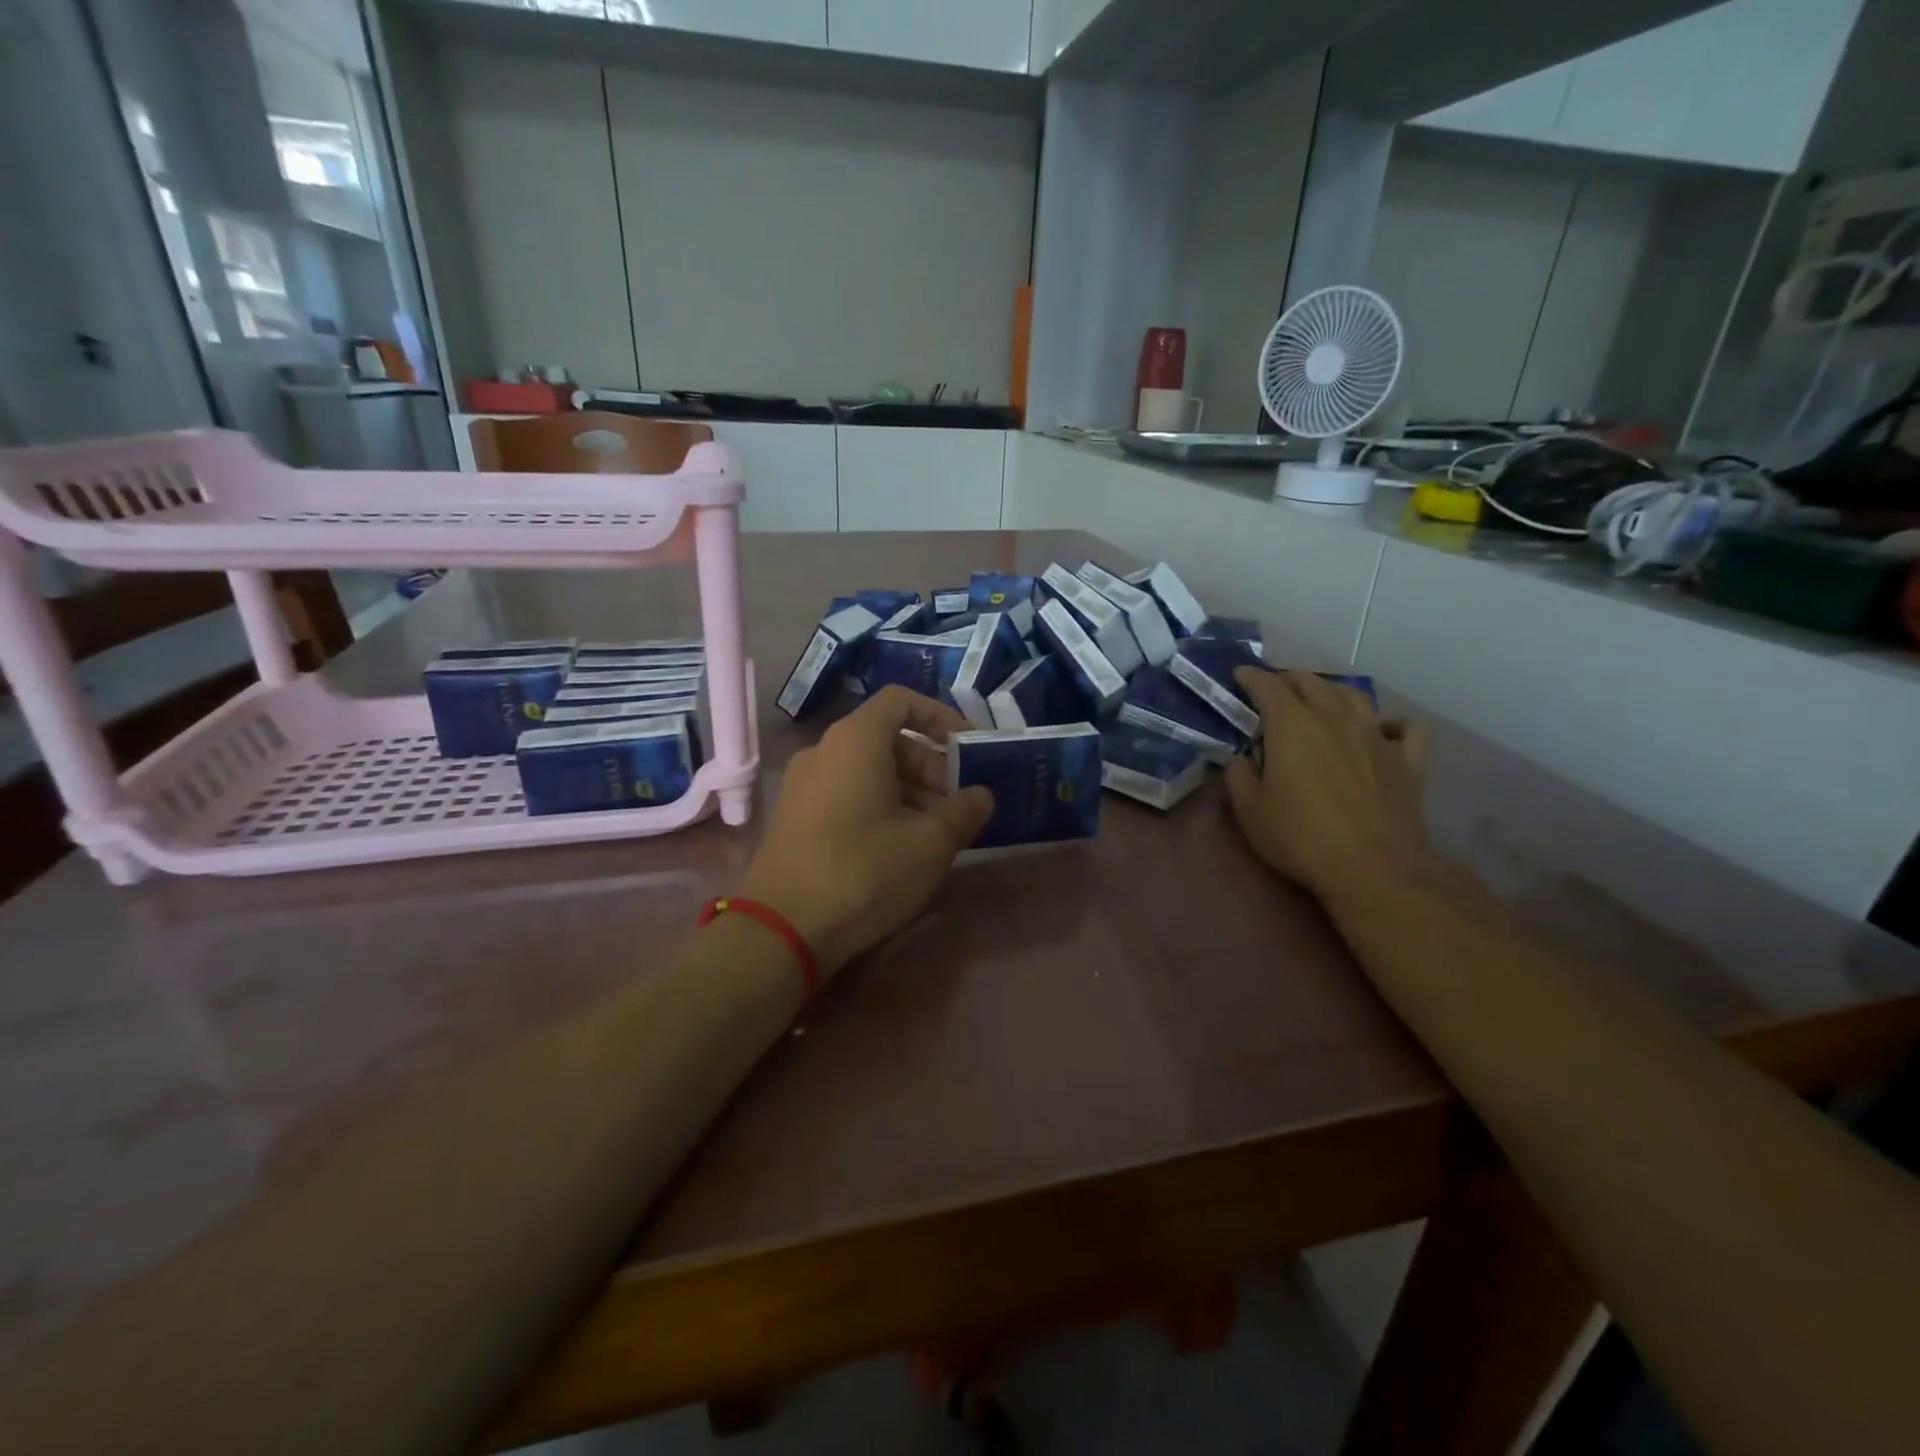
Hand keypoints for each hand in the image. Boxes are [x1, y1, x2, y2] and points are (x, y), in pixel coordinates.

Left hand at [735, 687, 993, 977]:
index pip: (901, 701)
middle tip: (956, 804)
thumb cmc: (864, 872)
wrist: (782, 929)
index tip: (968, 748)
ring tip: (935, 832)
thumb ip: (964, 811)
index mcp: (855, 740)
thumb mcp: (931, 843)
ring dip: (909, 790)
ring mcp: (803, 785)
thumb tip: (981, 796)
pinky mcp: (795, 817)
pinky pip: (846, 793)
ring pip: (867, 769)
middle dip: (930, 765)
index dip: (941, 717)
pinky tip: (899, 847)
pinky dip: (880, 805)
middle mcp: (824, 751)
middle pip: (886, 738)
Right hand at [1224, 669, 1430, 903]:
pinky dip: (1390, 723)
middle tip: (1273, 689)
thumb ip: (1238, 775)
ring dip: (1332, 691)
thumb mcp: (1249, 810)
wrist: (1374, 868)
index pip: (1267, 685)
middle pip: (1311, 681)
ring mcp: (1376, 735)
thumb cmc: (1301, 836)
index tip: (1239, 675)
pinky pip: (1403, 728)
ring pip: (1354, 695)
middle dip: (1288, 679)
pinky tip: (1382, 730)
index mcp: (1292, 724)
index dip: (1250, 677)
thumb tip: (1240, 758)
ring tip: (1321, 699)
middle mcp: (1335, 717)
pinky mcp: (1407, 760)